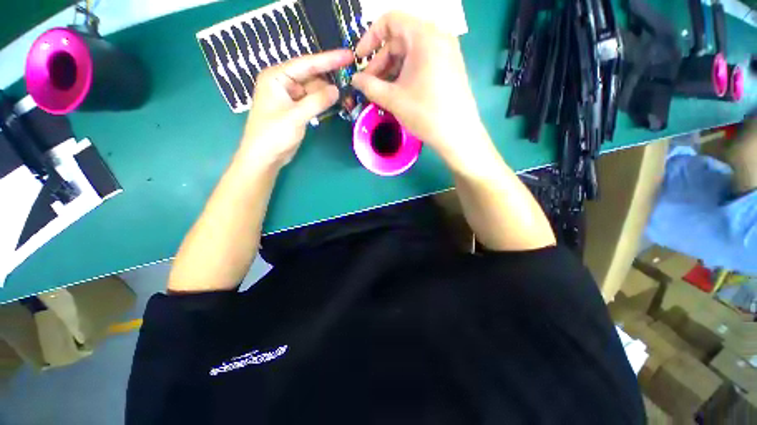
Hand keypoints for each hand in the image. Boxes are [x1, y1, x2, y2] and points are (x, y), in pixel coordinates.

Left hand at [239, 50, 354, 167]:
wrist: (264, 157)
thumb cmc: (273, 135)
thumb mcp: (296, 116)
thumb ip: (317, 102)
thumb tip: (337, 90)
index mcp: (276, 77)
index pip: (306, 64)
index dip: (329, 59)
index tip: (348, 55)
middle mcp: (283, 83)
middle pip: (311, 76)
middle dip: (330, 79)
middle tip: (352, 79)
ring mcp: (289, 97)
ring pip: (313, 90)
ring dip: (329, 93)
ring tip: (347, 95)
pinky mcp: (295, 110)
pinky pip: (312, 101)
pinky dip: (323, 103)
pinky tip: (336, 103)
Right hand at [351, 13, 485, 164]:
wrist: (458, 133)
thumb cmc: (425, 113)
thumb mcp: (393, 99)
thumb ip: (369, 85)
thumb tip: (354, 79)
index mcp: (423, 35)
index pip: (389, 21)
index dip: (370, 38)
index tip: (360, 59)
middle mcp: (437, 36)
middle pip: (400, 39)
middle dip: (381, 61)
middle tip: (370, 84)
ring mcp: (446, 51)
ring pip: (410, 52)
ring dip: (392, 69)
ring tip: (383, 92)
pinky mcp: (450, 65)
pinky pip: (422, 61)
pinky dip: (407, 72)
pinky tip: (399, 91)